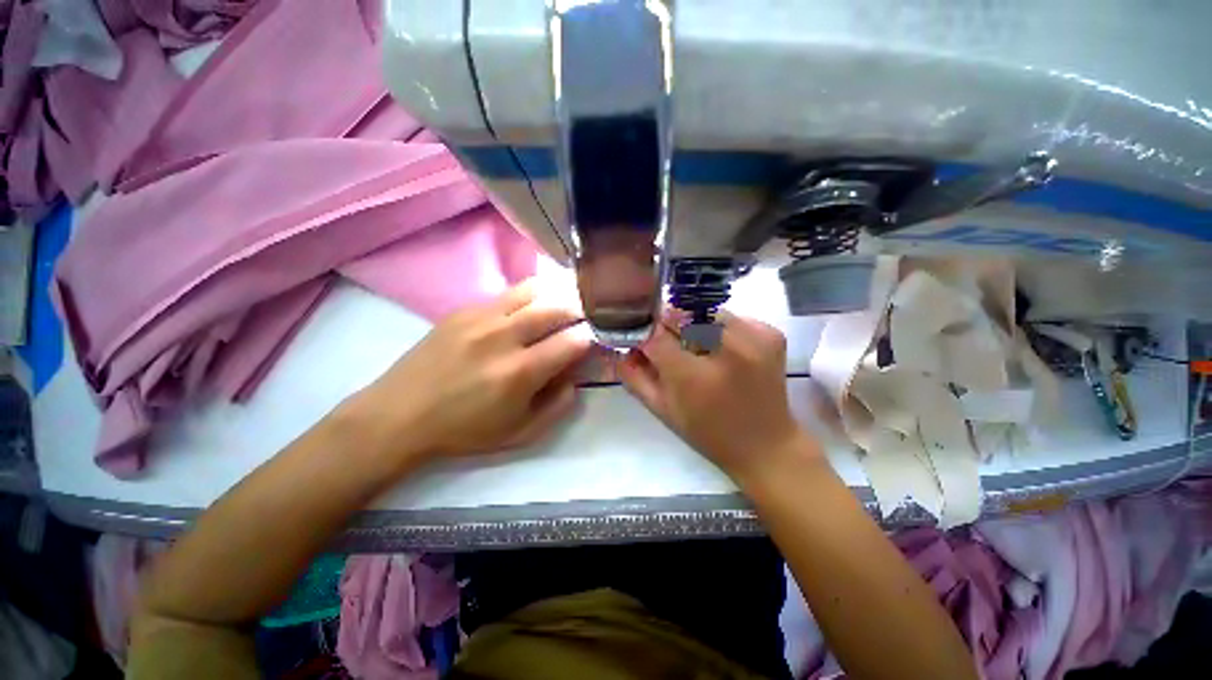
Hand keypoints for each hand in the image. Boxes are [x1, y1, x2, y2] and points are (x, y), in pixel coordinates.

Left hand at [346, 281, 590, 465]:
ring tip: (561, 307)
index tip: (592, 342)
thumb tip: (575, 377)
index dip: (591, 338)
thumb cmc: (464, 431)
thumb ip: (558, 406)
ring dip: (555, 296)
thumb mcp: (520, 434)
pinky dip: (529, 298)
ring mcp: (481, 317)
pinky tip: (527, 312)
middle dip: (579, 310)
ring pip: (533, 290)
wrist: (399, 415)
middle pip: (557, 306)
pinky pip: (507, 294)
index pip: (573, 341)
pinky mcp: (463, 310)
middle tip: (583, 319)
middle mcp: (504, 336)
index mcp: (520, 372)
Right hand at [618, 312, 813, 480]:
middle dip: (668, 326)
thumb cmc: (707, 432)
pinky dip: (719, 329)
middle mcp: (727, 349)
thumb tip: (620, 347)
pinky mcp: (771, 333)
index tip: (641, 338)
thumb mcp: (662, 410)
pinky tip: (722, 351)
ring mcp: (754, 338)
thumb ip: (634, 376)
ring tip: (697, 349)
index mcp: (694, 376)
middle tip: (669, 345)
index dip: (644, 333)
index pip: (655, 334)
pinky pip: (731, 318)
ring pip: (706, 311)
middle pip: (681, 315)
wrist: (766, 445)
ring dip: (694, 325)